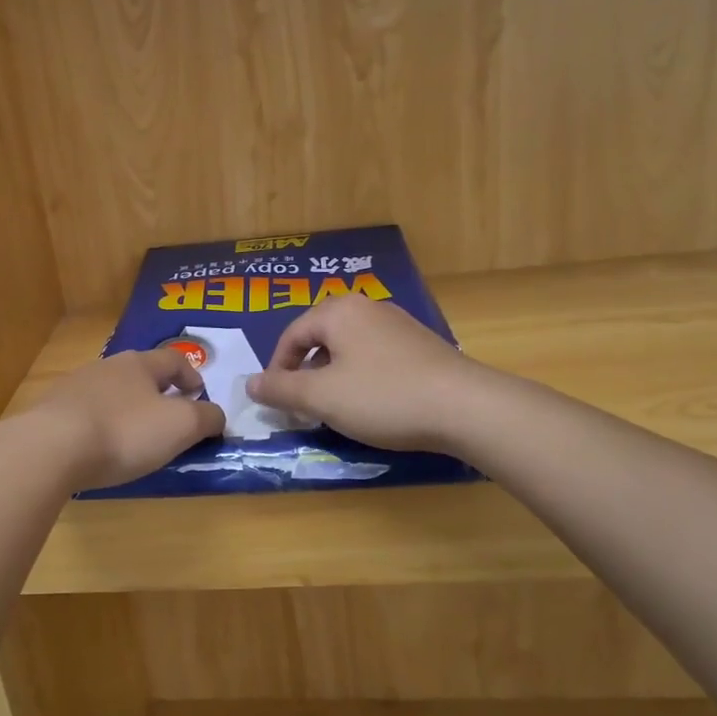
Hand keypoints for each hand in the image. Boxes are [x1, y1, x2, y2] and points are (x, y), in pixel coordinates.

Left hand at [23, 348, 225, 491]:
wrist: (51, 448)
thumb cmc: (124, 432)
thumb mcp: (180, 426)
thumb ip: (206, 418)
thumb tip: (216, 415)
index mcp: (139, 364)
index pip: (174, 359)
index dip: (191, 376)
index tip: (199, 396)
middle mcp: (105, 367)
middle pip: (139, 373)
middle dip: (157, 392)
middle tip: (168, 418)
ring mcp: (74, 387)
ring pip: (110, 392)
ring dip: (126, 408)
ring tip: (133, 436)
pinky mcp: (51, 411)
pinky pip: (84, 413)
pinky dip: (99, 425)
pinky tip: (98, 448)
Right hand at [247, 295, 474, 451]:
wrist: (466, 407)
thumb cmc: (383, 397)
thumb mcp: (321, 398)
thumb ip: (281, 390)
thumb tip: (250, 384)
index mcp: (339, 312)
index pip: (292, 335)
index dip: (277, 369)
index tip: (275, 401)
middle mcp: (368, 308)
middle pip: (320, 337)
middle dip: (305, 372)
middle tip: (301, 405)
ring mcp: (398, 324)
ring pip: (349, 348)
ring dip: (332, 376)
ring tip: (334, 407)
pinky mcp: (421, 345)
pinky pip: (375, 356)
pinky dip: (361, 377)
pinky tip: (371, 404)